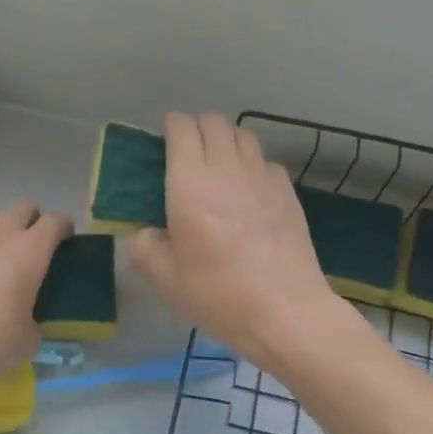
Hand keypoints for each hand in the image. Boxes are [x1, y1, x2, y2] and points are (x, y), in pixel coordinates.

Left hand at [0, 201, 71, 392]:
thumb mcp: (28, 340)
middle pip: (21, 207)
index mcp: (31, 250)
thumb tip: (26, 325)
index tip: (65, 241)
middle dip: (29, 220)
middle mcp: (0, 234)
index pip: (56, 221)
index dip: (63, 227)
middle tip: (29, 245)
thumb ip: (33, 321)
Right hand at [129, 112, 353, 368]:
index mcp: (190, 183)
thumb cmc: (218, 294)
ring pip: (243, 135)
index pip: (181, 128)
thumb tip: (147, 232)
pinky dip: (252, 166)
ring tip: (218, 168)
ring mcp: (262, 177)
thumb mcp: (164, 279)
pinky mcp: (288, 192)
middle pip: (214, 122)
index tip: (163, 145)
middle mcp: (227, 168)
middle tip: (188, 155)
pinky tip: (248, 193)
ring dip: (226, 141)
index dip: (170, 128)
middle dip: (197, 129)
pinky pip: (265, 161)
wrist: (285, 311)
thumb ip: (145, 246)